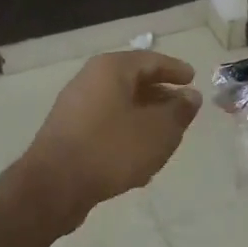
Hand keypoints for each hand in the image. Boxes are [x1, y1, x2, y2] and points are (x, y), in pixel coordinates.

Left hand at [20, 50, 201, 221]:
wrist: (54, 186)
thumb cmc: (112, 149)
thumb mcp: (158, 131)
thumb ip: (179, 111)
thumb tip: (190, 96)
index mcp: (111, 69)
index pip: (151, 60)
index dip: (175, 70)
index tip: (193, 79)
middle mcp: (89, 79)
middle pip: (133, 81)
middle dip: (160, 95)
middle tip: (181, 109)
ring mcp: (75, 106)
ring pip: (119, 105)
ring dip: (143, 117)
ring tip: (165, 135)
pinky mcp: (67, 132)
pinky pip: (105, 124)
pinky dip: (125, 133)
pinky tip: (139, 157)